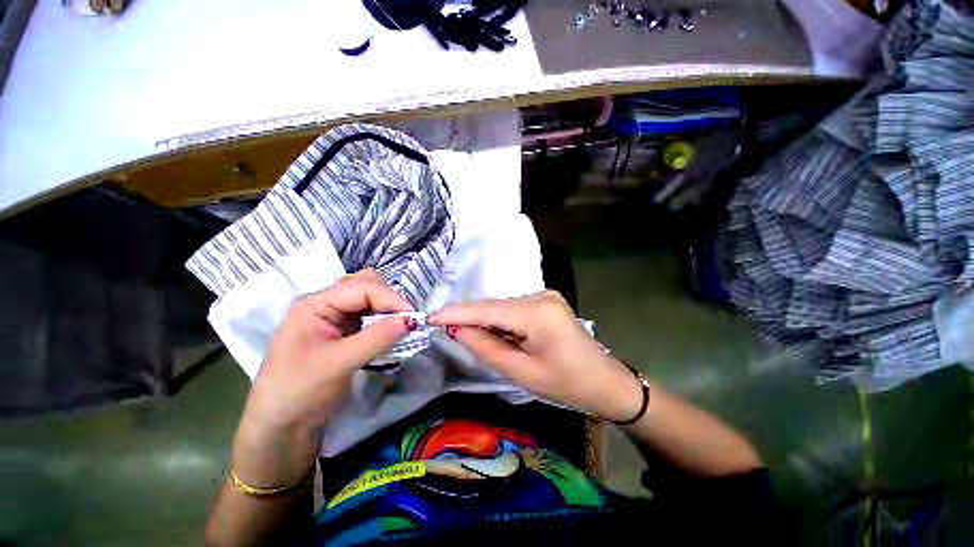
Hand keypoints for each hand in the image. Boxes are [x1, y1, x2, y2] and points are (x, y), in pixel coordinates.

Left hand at [234, 270, 413, 485]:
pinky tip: (392, 335)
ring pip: (372, 301)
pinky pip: (372, 318)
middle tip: (406, 321)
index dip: (391, 298)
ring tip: (402, 327)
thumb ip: (377, 338)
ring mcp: (336, 318)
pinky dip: (386, 323)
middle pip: (367, 286)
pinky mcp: (345, 333)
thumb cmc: (299, 392)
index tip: (414, 317)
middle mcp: (326, 304)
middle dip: (390, 300)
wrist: (282, 427)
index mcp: (315, 304)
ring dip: (389, 311)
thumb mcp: (337, 363)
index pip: (362, 288)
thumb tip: (412, 321)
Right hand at [430, 291, 642, 421]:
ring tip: (479, 341)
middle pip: (494, 306)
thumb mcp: (523, 373)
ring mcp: (545, 295)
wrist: (606, 381)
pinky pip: (514, 309)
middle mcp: (540, 295)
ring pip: (503, 307)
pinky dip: (502, 322)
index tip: (430, 316)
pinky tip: (501, 337)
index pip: (488, 309)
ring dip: (487, 322)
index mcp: (537, 313)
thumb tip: (458, 329)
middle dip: (471, 318)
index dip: (457, 312)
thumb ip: (487, 348)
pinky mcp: (546, 301)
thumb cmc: (567, 385)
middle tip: (449, 332)